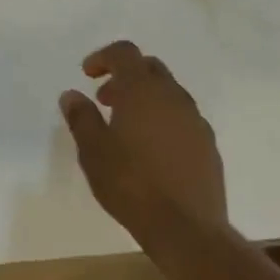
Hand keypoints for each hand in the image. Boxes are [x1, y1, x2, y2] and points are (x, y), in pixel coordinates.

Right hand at [60, 41, 226, 228]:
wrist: (186, 227)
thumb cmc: (131, 184)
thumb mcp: (93, 151)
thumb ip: (81, 117)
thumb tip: (71, 94)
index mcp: (142, 90)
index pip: (124, 53)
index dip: (103, 57)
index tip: (87, 75)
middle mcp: (173, 96)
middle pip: (149, 68)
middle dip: (124, 76)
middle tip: (105, 100)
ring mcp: (195, 119)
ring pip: (168, 92)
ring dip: (145, 98)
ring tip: (125, 128)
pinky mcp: (207, 144)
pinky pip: (182, 117)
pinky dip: (163, 119)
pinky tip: (151, 150)